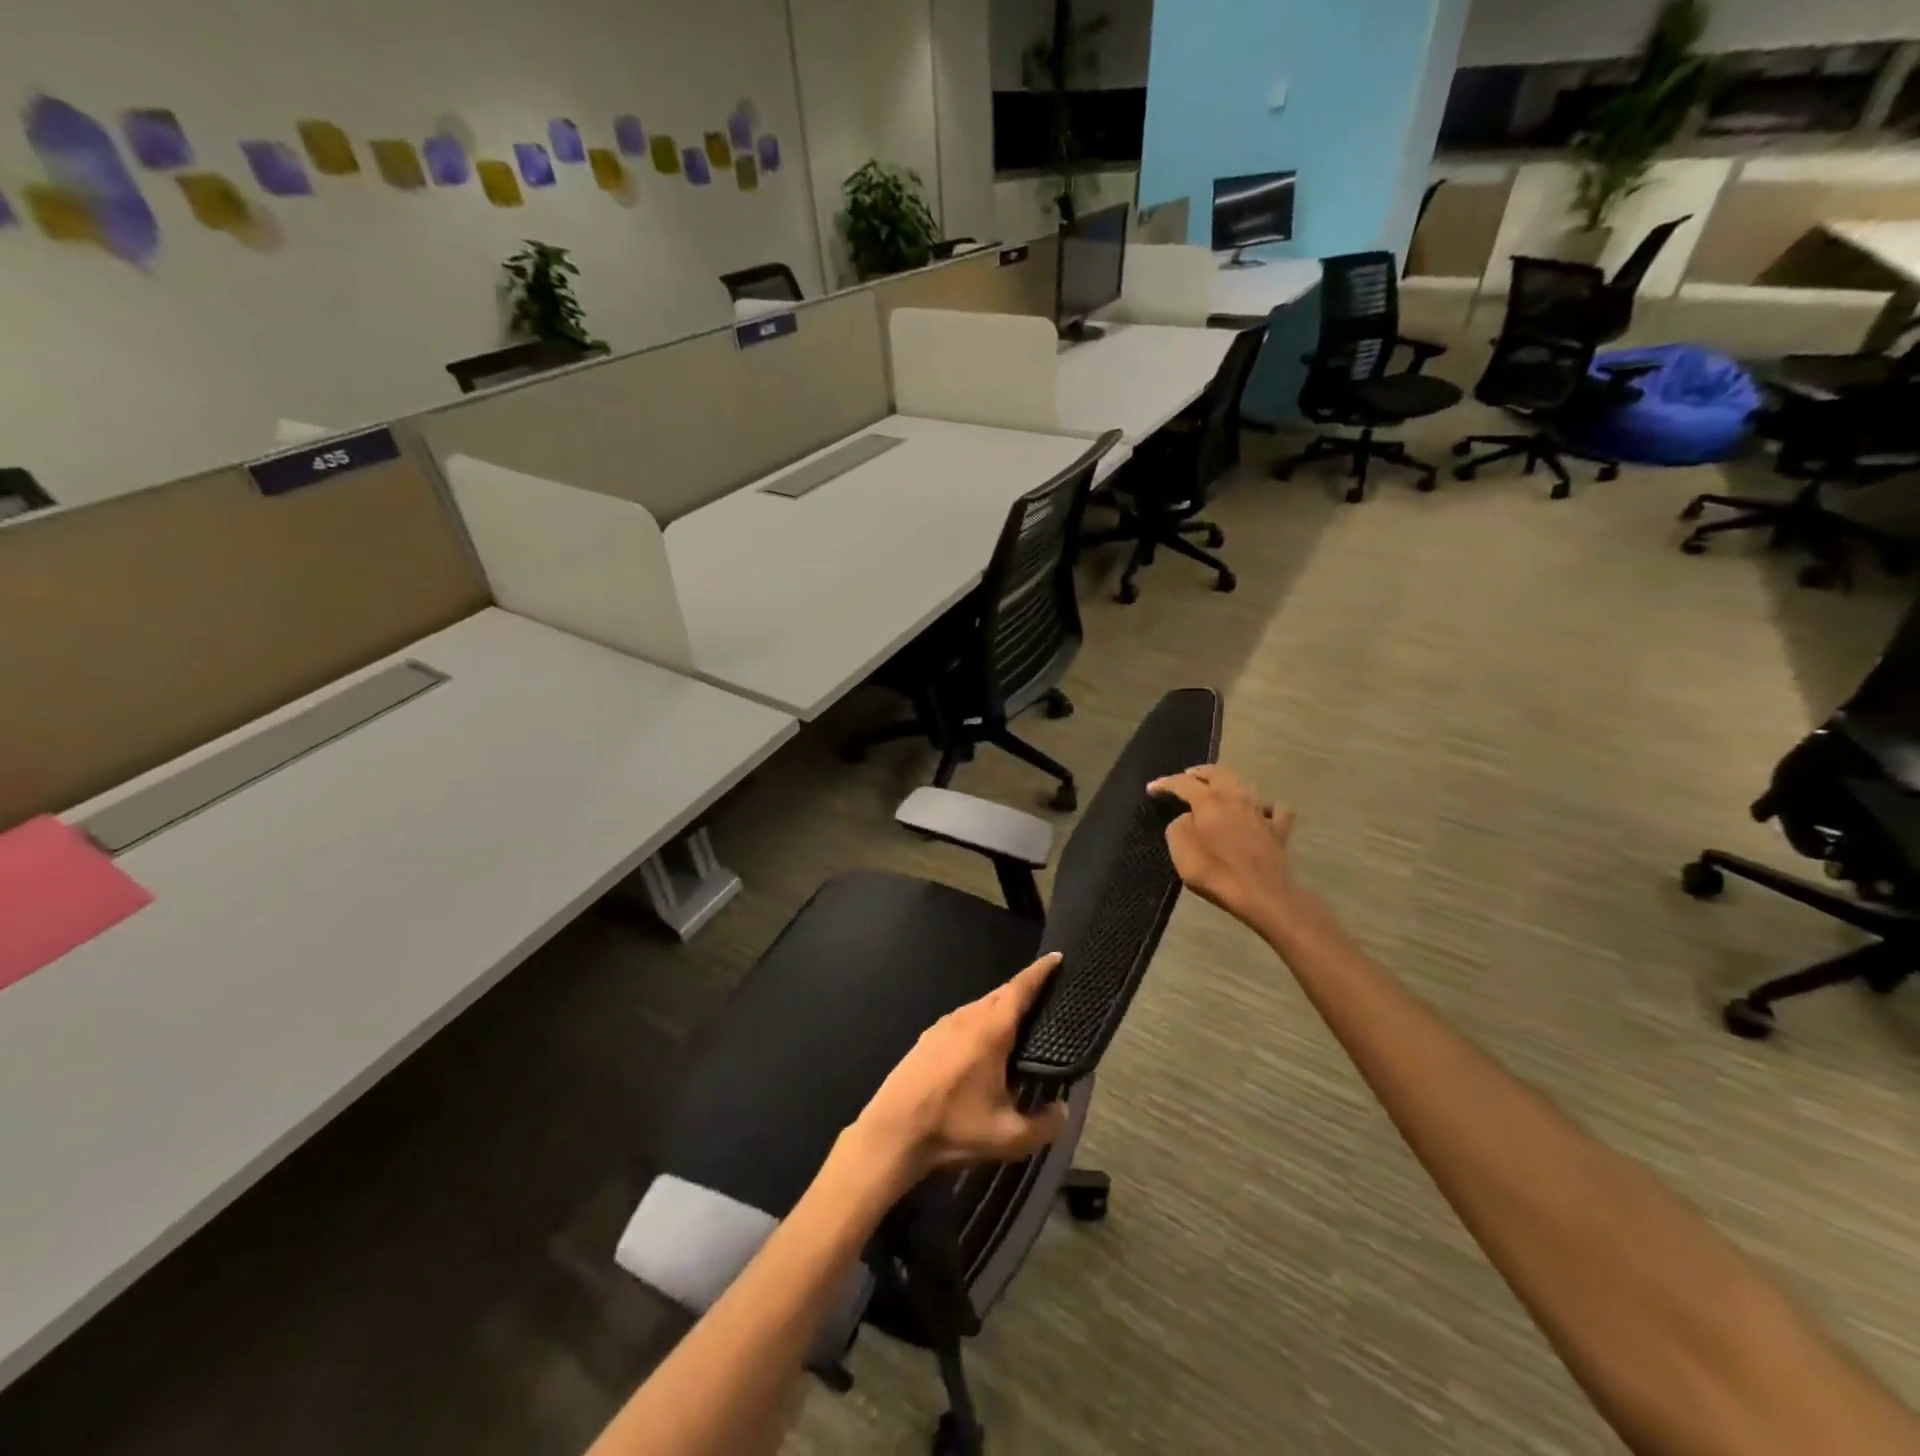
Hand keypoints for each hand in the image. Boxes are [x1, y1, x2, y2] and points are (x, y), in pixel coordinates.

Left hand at [851, 954, 1069, 1181]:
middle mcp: (967, 1017)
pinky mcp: (928, 1037)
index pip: (1020, 988)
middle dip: (1025, 989)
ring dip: (1002, 1007)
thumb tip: (1063, 1110)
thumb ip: (1044, 1125)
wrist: (892, 1132)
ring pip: (981, 1006)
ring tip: (1021, 1022)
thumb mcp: (1008, 1138)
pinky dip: (982, 1021)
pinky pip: (965, 1018)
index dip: (1041, 971)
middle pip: (1002, 993)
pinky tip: (985, 1044)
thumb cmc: (953, 1127)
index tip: (1057, 957)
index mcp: (990, 1030)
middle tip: (1047, 994)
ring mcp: (944, 1024)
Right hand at [1150, 764, 1300, 933]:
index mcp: (1209, 801)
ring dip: (1228, 782)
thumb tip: (1188, 818)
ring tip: (1217, 788)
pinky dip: (1266, 805)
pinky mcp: (1278, 830)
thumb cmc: (1215, 871)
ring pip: (1245, 784)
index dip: (1165, 783)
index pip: (1182, 783)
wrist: (1262, 894)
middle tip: (1187, 776)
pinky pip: (1275, 809)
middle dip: (1200, 772)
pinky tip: (1261, 810)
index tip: (1151, 788)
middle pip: (1218, 772)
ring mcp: (1260, 812)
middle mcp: (1236, 798)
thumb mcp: (1181, 849)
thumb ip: (1178, 826)